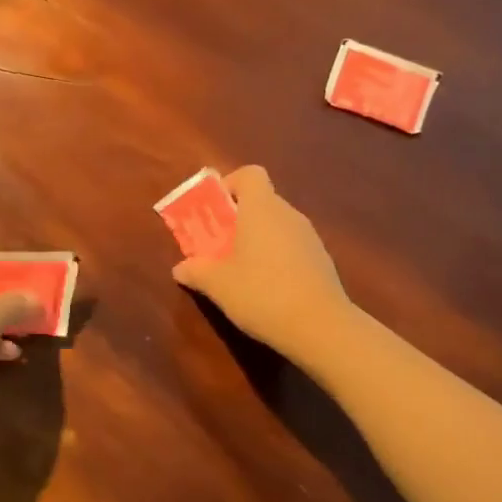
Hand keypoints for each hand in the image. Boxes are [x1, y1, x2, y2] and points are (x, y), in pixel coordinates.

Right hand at [172, 166, 353, 371]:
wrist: (320, 327)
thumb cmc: (262, 293)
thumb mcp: (217, 285)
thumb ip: (196, 271)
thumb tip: (180, 268)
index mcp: (261, 208)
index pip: (250, 174)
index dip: (229, 184)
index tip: (214, 210)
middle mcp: (288, 214)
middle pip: (261, 201)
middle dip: (237, 218)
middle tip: (217, 245)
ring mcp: (309, 237)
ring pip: (276, 226)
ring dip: (256, 239)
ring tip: (238, 270)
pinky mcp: (321, 261)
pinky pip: (291, 247)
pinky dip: (275, 258)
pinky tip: (265, 288)